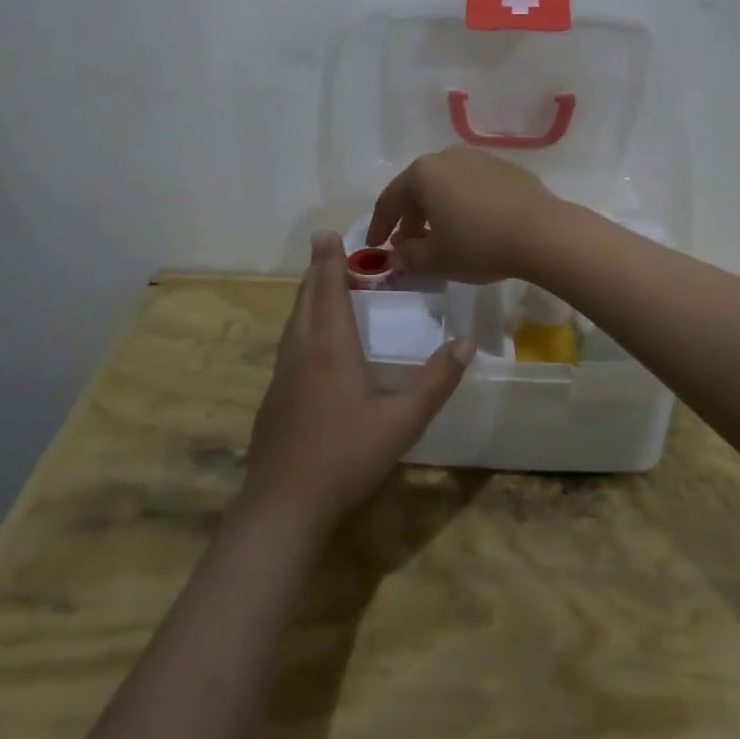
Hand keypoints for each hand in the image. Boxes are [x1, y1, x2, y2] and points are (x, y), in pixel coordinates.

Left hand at [243, 232, 473, 531]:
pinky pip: (288, 345)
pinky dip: (300, 325)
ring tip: (319, 285)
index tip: (326, 234)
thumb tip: (465, 342)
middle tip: (325, 248)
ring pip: (293, 323)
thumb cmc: (346, 457)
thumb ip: (435, 382)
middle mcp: (302, 353)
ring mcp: (282, 376)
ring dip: (306, 297)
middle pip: (306, 300)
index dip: (329, 261)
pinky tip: (308, 342)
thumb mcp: (402, 422)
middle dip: (317, 271)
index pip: (329, 292)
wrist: (284, 504)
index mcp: (330, 350)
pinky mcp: (273, 398)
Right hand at [367, 147, 565, 282]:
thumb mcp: (436, 259)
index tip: (373, 245)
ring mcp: (479, 159)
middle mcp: (448, 157)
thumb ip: (408, 257)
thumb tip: (397, 255)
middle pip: (418, 188)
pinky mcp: (506, 168)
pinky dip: (463, 204)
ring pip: (446, 185)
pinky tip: (472, 226)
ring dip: (436, 210)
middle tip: (406, 244)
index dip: (379, 225)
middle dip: (408, 218)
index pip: (389, 199)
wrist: (543, 233)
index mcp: (423, 173)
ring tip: (439, 236)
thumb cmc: (479, 244)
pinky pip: (473, 186)